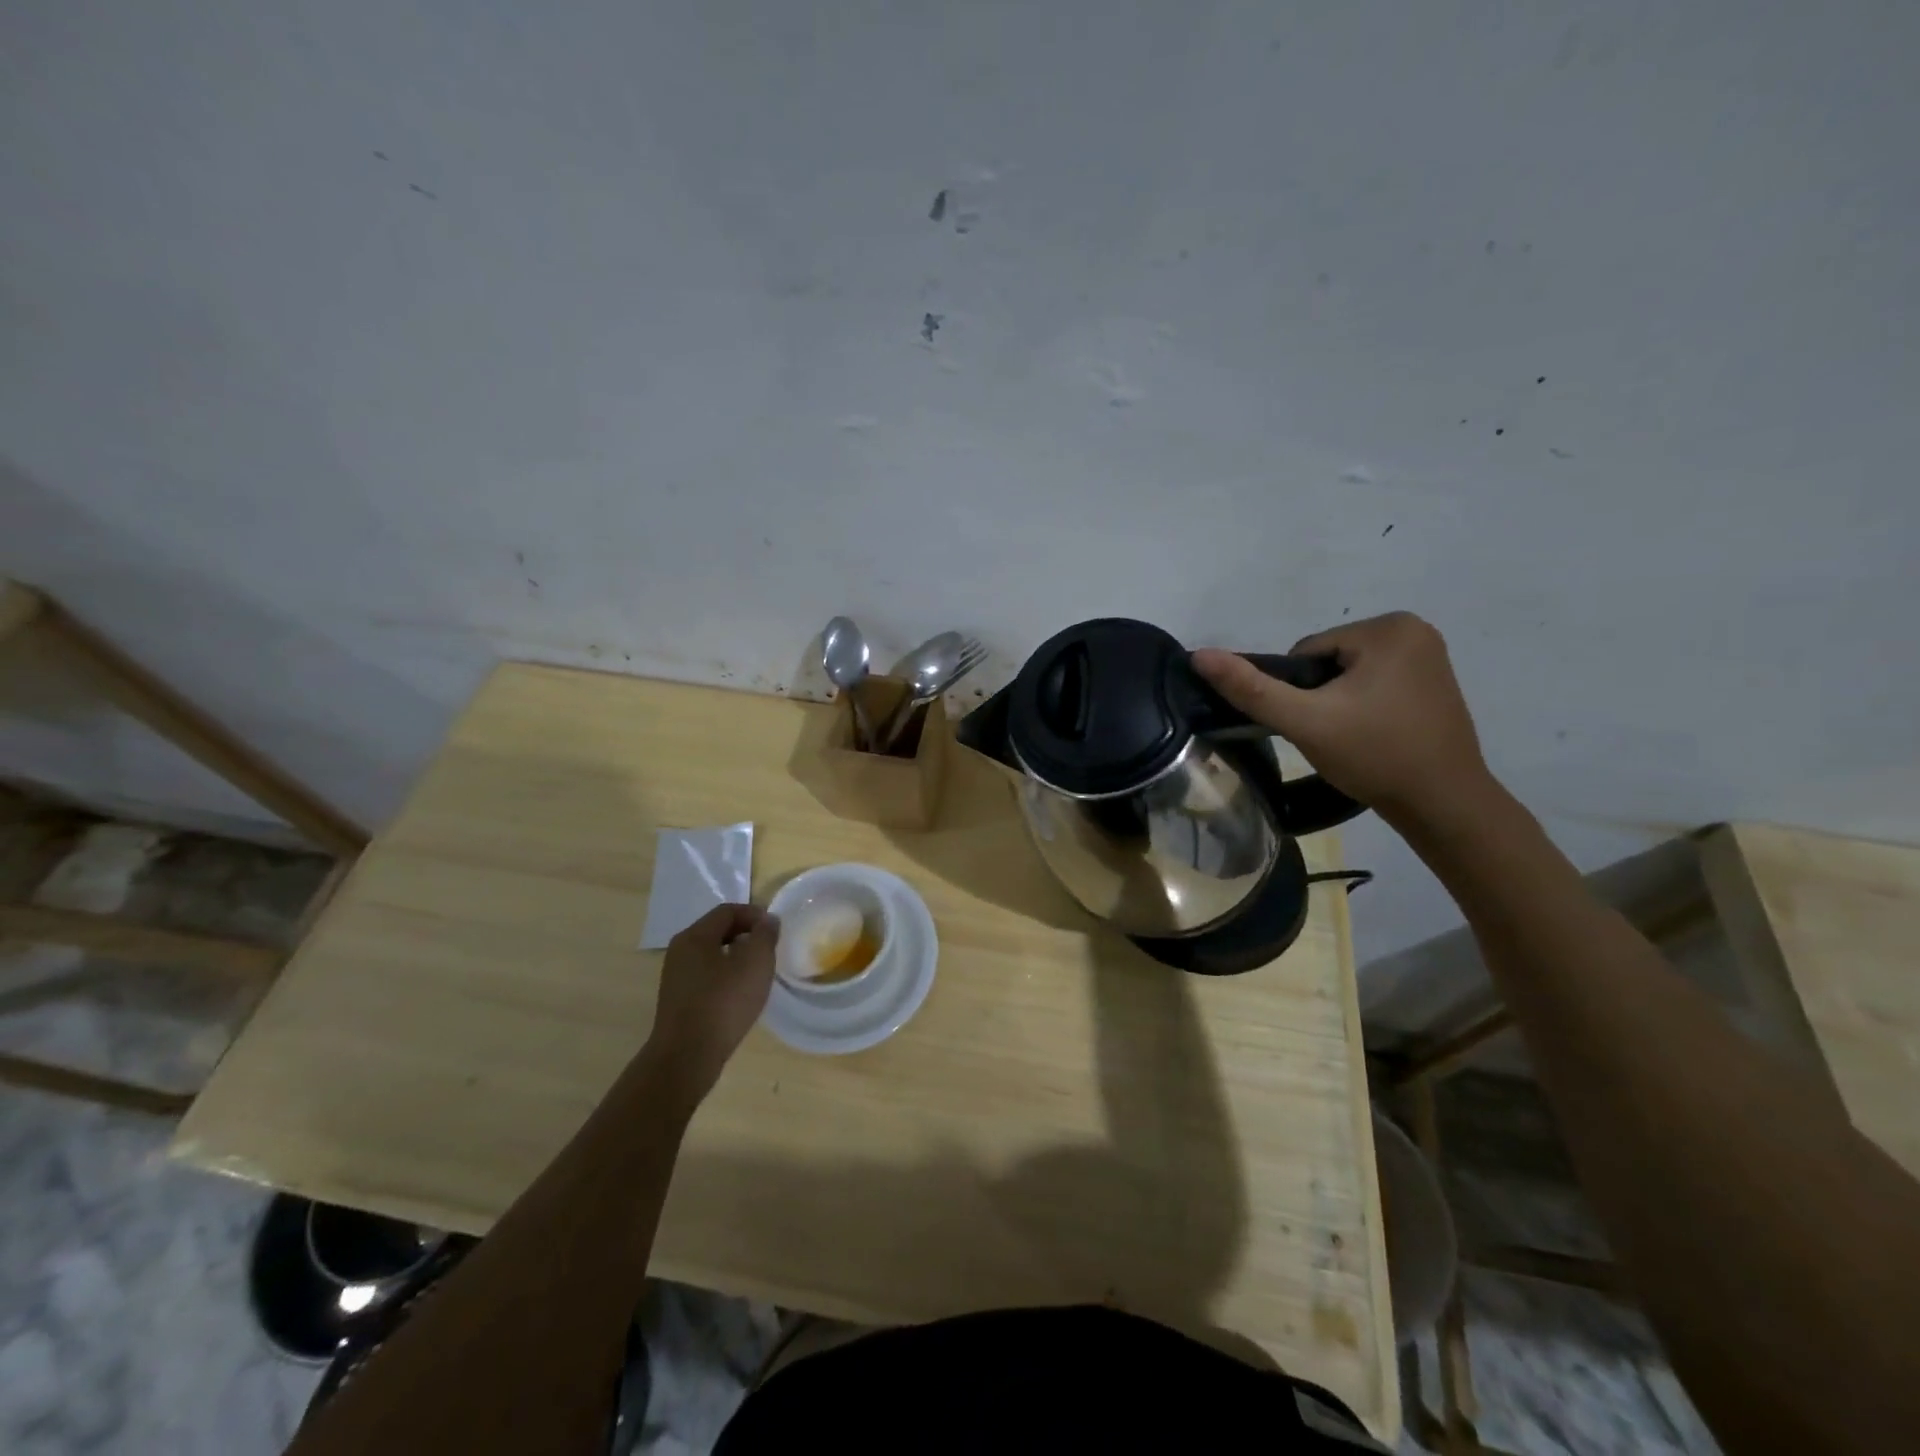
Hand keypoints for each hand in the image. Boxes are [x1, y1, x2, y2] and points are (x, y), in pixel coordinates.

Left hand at [641, 903, 779, 1104]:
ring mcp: (676, 977)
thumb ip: (765, 935)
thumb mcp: (755, 962)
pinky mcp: (678, 1000)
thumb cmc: (724, 1003)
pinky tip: (740, 994)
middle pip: (718, 930)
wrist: (686, 1057)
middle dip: (746, 934)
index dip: (755, 914)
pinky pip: (706, 976)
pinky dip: (725, 976)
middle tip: (769, 949)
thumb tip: (767, 920)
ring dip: (737, 956)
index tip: (775, 929)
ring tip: (758, 972)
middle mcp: (680, 951)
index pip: (728, 910)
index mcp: (695, 936)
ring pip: (712, 954)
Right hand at [1192, 612, 1492, 826]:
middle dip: (1320, 697)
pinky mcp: (1435, 682)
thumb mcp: (1305, 721)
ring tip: (1353, 740)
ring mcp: (1430, 656)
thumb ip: (1251, 688)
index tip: (1317, 724)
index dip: (1298, 692)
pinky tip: (1373, 737)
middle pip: (1328, 661)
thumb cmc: (1375, 756)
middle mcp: (1415, 630)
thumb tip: (1199, 655)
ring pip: (1348, 675)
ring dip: (1339, 704)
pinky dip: (1364, 708)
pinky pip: (1375, 685)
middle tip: (1333, 736)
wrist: (1444, 805)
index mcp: (1388, 627)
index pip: (1307, 651)